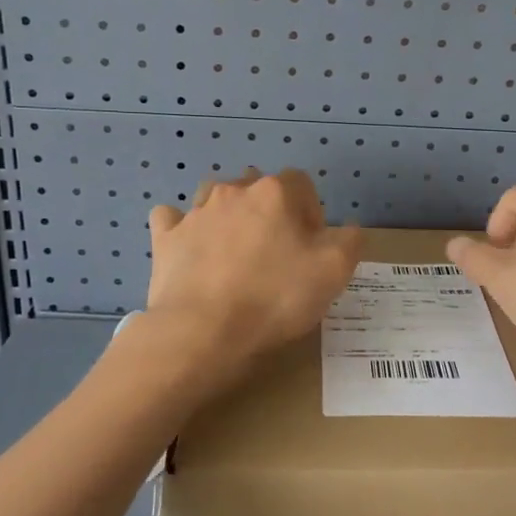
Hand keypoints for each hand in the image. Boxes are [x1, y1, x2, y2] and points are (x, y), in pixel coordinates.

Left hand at [145, 169, 362, 367]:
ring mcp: (195, 213)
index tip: (312, 248)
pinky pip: (172, 220)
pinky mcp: (166, 238)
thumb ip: (350, 241)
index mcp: (275, 192)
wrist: (203, 331)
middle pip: (258, 188)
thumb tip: (348, 229)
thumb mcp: (334, 272)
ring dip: (228, 214)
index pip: (302, 184)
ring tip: (235, 249)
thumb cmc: (275, 297)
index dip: (311, 212)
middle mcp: (233, 191)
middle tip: (277, 253)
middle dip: (270, 212)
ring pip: (215, 196)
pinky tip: (189, 248)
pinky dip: (181, 228)